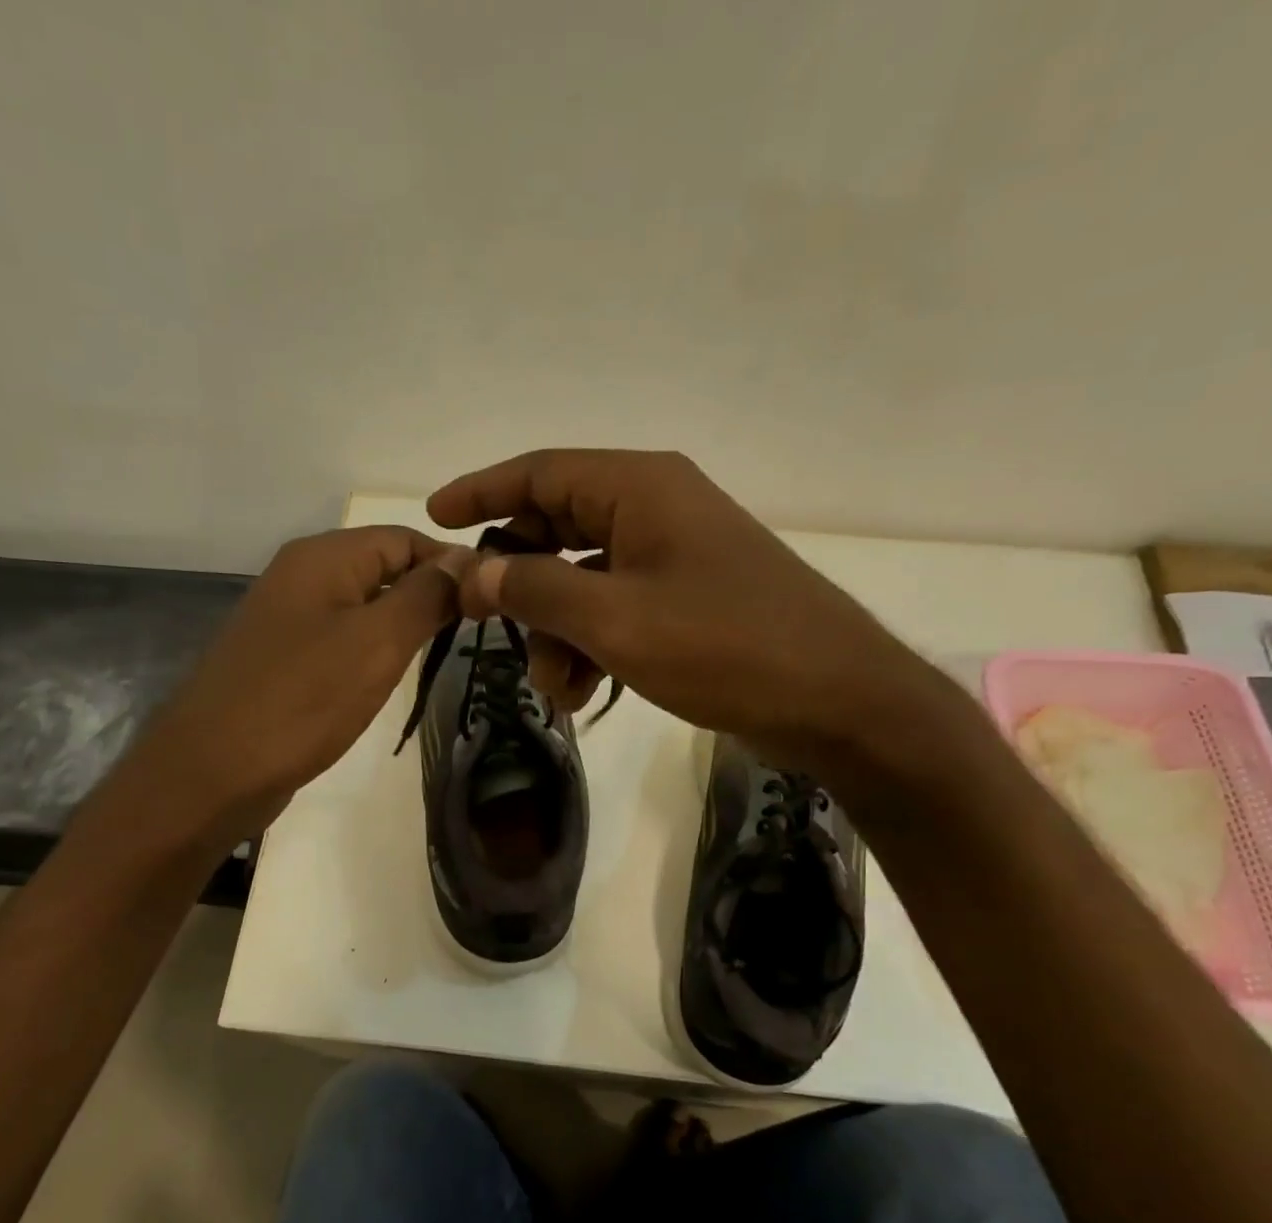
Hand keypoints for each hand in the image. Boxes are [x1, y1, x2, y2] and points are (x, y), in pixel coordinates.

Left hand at [127, 526, 467, 840]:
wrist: (212, 772)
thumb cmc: (302, 700)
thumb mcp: (377, 641)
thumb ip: (426, 595)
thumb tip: (466, 559)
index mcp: (323, 557)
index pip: (404, 538)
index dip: (450, 564)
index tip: (490, 602)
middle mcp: (302, 576)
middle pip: (383, 568)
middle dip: (429, 596)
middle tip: (471, 635)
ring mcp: (288, 620)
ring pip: (363, 607)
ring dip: (402, 627)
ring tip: (438, 656)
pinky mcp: (283, 660)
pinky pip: (340, 641)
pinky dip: (371, 653)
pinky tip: (386, 681)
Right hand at [428, 449, 940, 771]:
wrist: (836, 700)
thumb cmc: (726, 647)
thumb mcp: (616, 621)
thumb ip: (536, 591)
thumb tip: (473, 573)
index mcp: (639, 488)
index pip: (540, 472)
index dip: (482, 491)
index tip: (434, 517)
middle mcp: (655, 509)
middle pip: (556, 529)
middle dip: (520, 586)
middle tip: (488, 628)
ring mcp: (673, 556)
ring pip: (582, 580)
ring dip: (556, 631)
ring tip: (559, 689)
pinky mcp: (686, 600)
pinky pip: (615, 610)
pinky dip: (591, 645)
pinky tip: (585, 694)